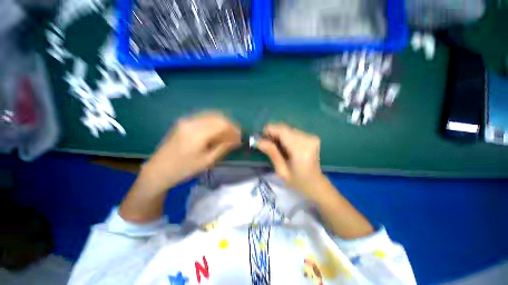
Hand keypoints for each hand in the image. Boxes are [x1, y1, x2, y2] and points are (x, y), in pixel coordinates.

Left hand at [142, 112, 240, 190]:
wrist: (158, 170)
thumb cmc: (184, 169)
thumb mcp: (207, 161)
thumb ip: (223, 147)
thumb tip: (236, 140)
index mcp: (197, 133)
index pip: (222, 125)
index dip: (234, 130)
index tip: (240, 138)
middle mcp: (191, 122)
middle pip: (218, 117)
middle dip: (230, 125)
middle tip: (236, 136)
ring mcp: (186, 120)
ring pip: (212, 115)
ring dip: (223, 123)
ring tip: (229, 134)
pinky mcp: (184, 121)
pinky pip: (204, 117)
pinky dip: (215, 122)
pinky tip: (218, 131)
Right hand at [257, 123, 325, 197]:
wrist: (316, 184)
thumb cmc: (298, 181)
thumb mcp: (281, 171)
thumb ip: (271, 153)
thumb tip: (258, 141)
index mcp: (300, 150)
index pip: (282, 131)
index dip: (269, 130)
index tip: (260, 138)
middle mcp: (308, 140)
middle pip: (284, 128)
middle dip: (272, 133)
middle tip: (265, 143)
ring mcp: (311, 137)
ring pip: (288, 129)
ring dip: (278, 134)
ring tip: (275, 146)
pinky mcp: (311, 136)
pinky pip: (293, 131)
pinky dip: (285, 136)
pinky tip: (284, 145)